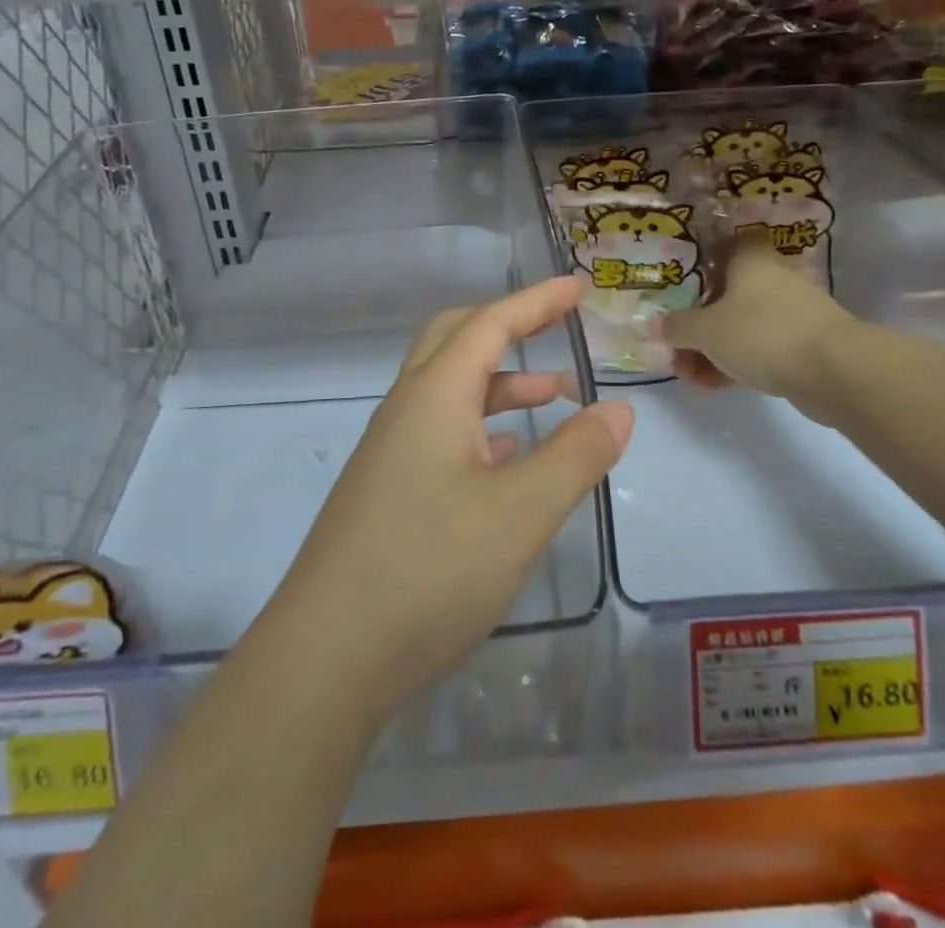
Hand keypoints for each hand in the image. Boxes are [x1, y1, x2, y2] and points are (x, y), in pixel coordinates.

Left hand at [266, 276, 633, 721]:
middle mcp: (406, 409)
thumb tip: (618, 408)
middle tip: (556, 326)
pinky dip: (480, 424)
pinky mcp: (386, 490)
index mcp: (434, 395)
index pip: (490, 324)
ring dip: (500, 381)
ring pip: (449, 389)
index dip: (536, 301)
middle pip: (456, 339)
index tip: (576, 286)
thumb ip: (576, 455)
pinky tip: (508, 455)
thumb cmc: (429, 570)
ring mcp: (390, 451)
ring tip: (554, 395)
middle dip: (508, 325)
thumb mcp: (521, 514)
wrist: (326, 657)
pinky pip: (440, 431)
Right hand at [663, 228, 853, 408]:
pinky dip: (737, 362)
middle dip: (696, 323)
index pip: (720, 246)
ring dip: (712, 349)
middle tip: (676, 349)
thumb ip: (676, 326)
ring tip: (691, 377)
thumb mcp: (705, 330)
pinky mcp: (803, 342)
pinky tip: (715, 386)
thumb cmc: (762, 333)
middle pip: (724, 293)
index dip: (696, 264)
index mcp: (749, 258)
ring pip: (740, 324)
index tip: (675, 288)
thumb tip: (654, 325)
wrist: (835, 371)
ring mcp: (790, 311)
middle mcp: (771, 277)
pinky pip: (759, 347)